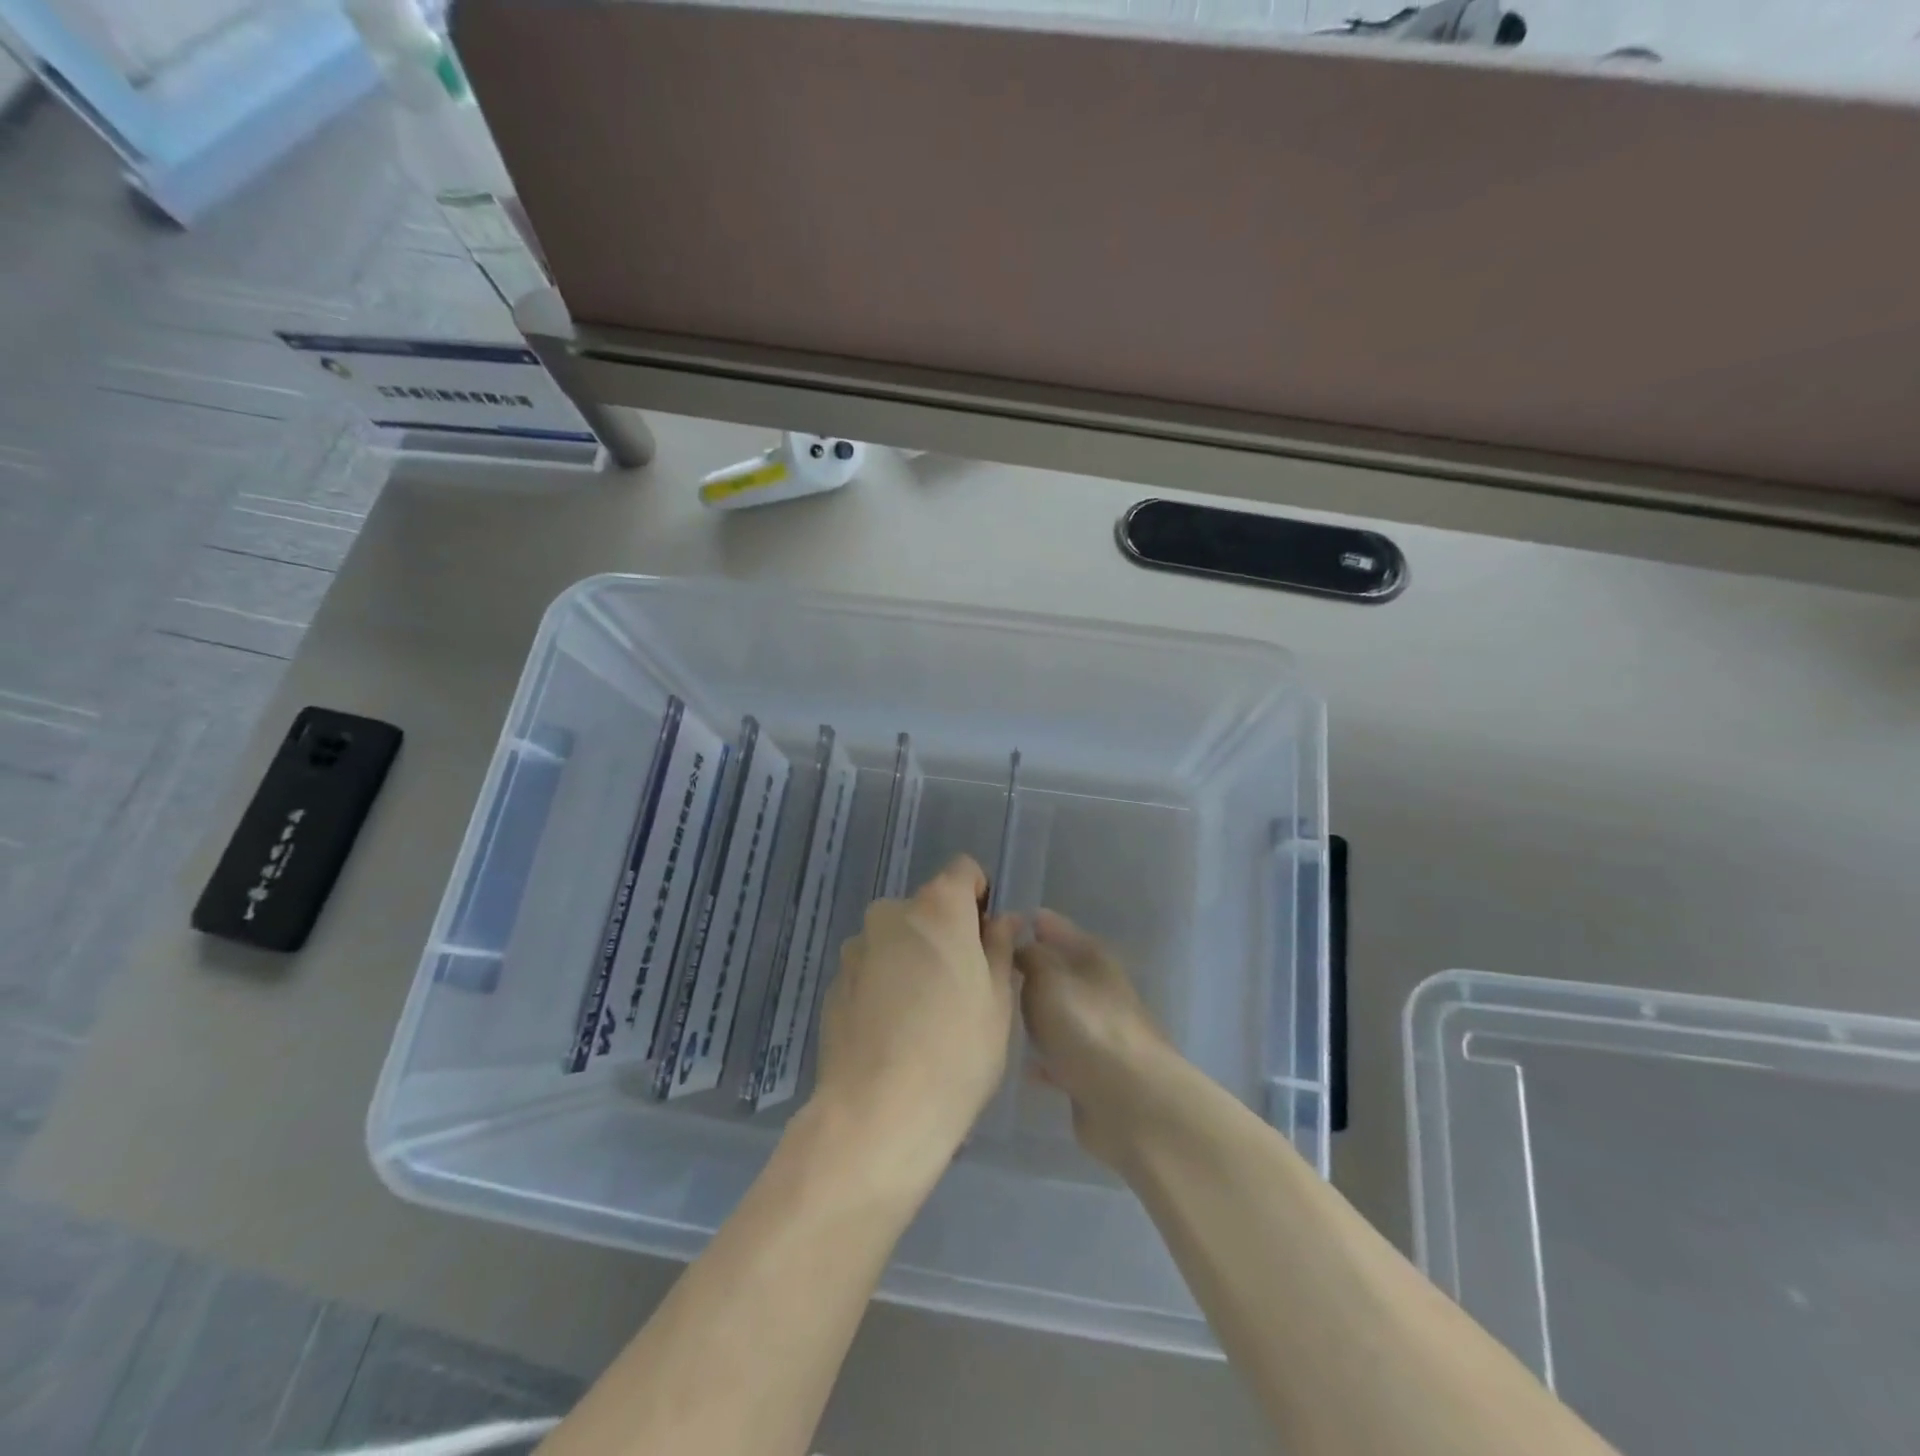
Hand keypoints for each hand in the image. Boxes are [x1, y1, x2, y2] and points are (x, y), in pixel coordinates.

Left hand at [812, 856, 1019, 1178]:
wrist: (877, 1113)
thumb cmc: (956, 1051)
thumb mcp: (998, 1001)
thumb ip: (999, 948)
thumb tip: (1002, 920)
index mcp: (937, 907)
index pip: (964, 871)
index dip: (979, 897)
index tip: (986, 938)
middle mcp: (891, 914)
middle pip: (927, 909)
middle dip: (945, 934)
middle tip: (961, 988)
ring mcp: (856, 949)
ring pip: (896, 941)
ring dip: (912, 960)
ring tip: (923, 1018)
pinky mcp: (833, 984)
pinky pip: (871, 971)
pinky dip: (884, 987)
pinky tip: (893, 1034)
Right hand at [1016, 910, 1180, 1168]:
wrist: (1129, 1100)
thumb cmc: (1084, 1025)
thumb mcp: (1046, 978)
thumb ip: (1029, 957)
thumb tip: (1021, 947)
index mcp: (1094, 959)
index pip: (1058, 928)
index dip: (1034, 923)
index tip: (1003, 922)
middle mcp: (1101, 991)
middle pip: (1062, 972)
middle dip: (1033, 969)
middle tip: (996, 969)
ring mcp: (1102, 1034)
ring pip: (1062, 1014)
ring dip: (1040, 1014)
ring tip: (1004, 1014)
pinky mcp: (1097, 1074)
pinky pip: (1063, 1057)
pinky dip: (1046, 1057)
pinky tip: (1024, 1064)